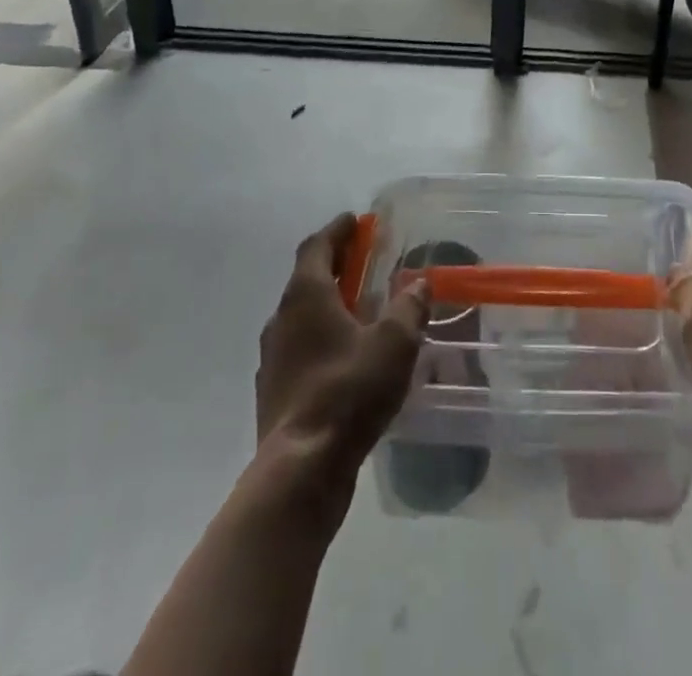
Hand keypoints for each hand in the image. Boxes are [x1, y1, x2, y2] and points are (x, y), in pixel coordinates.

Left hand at [256, 214, 429, 474]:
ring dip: (327, 303)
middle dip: (336, 265)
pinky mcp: (274, 391)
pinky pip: (299, 349)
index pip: (317, 247)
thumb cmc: (348, 391)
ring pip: (301, 316)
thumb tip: (419, 284)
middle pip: (307, 278)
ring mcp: (273, 358)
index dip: (337, 230)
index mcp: (306, 296)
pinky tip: (345, 356)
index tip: (355, 221)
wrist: (300, 470)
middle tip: (363, 259)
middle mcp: (282, 319)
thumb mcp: (394, 343)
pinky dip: (321, 338)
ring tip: (358, 308)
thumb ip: (409, 308)